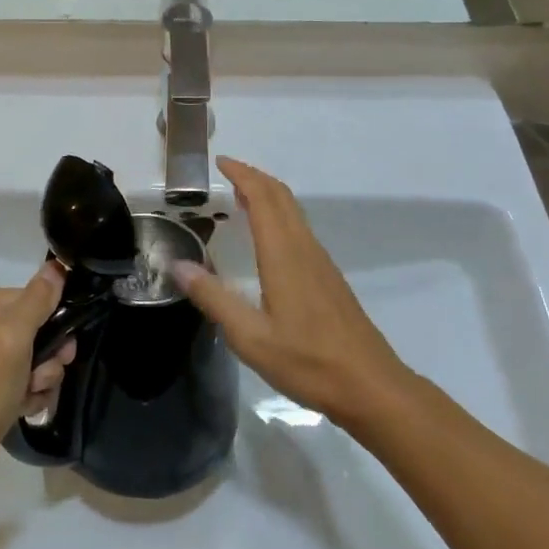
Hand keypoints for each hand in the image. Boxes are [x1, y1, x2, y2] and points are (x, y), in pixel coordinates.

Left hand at [0, 262, 77, 490]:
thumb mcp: (14, 335)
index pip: (35, 297)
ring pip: (36, 357)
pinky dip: (29, 394)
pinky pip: (24, 380)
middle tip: (42, 377)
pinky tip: (22, 408)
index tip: (63, 349)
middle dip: (48, 357)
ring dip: (42, 379)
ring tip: (29, 397)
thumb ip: (38, 299)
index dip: (54, 322)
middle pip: (38, 329)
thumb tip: (57, 265)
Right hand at [171, 157, 406, 429]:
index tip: (220, 162)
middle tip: (227, 173)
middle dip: (254, 177)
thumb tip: (178, 265)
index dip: (242, 174)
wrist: (370, 386)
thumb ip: (213, 298)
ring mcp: (320, 261)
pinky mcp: (328, 277)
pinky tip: (267, 236)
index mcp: (283, 254)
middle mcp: (303, 248)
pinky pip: (299, 228)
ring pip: (293, 211)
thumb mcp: (250, 336)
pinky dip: (278, 214)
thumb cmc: (308, 361)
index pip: (263, 197)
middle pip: (281, 196)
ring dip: (268, 194)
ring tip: (241, 197)